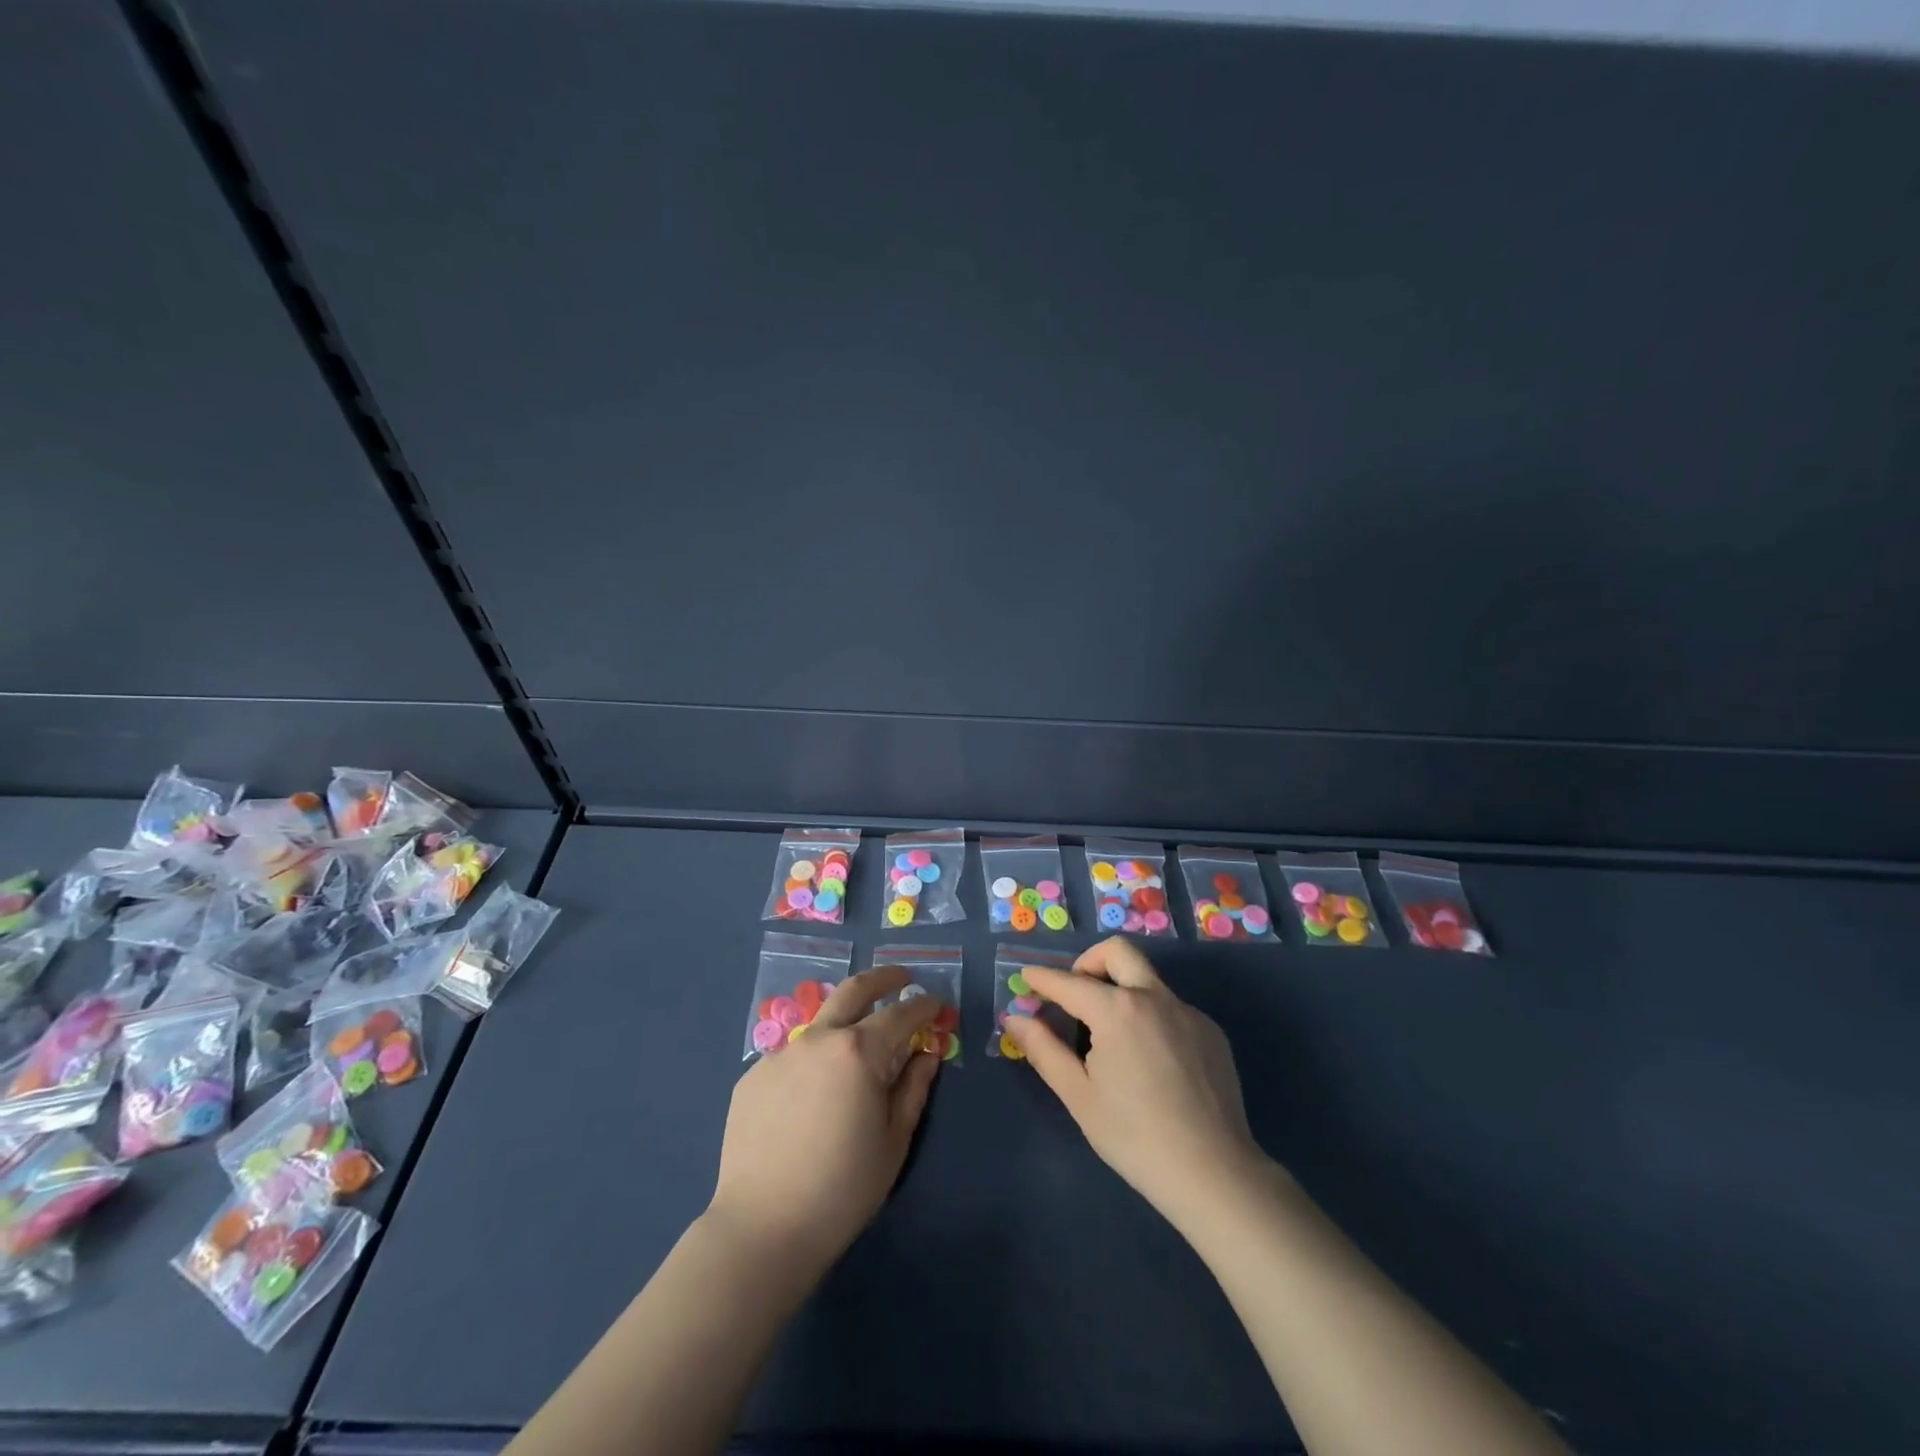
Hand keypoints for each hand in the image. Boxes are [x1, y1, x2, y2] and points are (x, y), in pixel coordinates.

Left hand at [707, 966, 943, 1273]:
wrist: (763, 1228)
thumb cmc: (843, 1188)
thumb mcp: (894, 1139)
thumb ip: (914, 1087)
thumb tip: (927, 1053)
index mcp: (859, 1051)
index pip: (901, 1014)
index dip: (924, 1006)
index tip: (937, 1003)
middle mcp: (818, 1039)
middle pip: (854, 990)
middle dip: (883, 979)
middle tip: (902, 978)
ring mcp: (781, 1055)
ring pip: (820, 1024)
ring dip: (844, 1023)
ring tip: (856, 1048)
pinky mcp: (752, 1077)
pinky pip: (792, 1058)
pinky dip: (812, 1063)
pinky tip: (812, 1098)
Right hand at [1003, 936, 1265, 1222]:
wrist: (1214, 1174)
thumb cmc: (1134, 1136)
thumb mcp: (1078, 1095)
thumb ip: (1043, 1049)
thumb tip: (1014, 1018)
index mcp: (1118, 1009)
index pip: (1069, 982)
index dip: (1043, 978)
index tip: (1027, 976)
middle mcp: (1155, 997)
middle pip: (1117, 952)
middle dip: (1089, 962)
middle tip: (1076, 994)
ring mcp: (1188, 1012)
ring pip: (1147, 980)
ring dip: (1122, 990)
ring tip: (1111, 1038)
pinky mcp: (1211, 1032)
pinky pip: (1172, 1009)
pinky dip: (1150, 1018)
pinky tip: (1151, 1063)